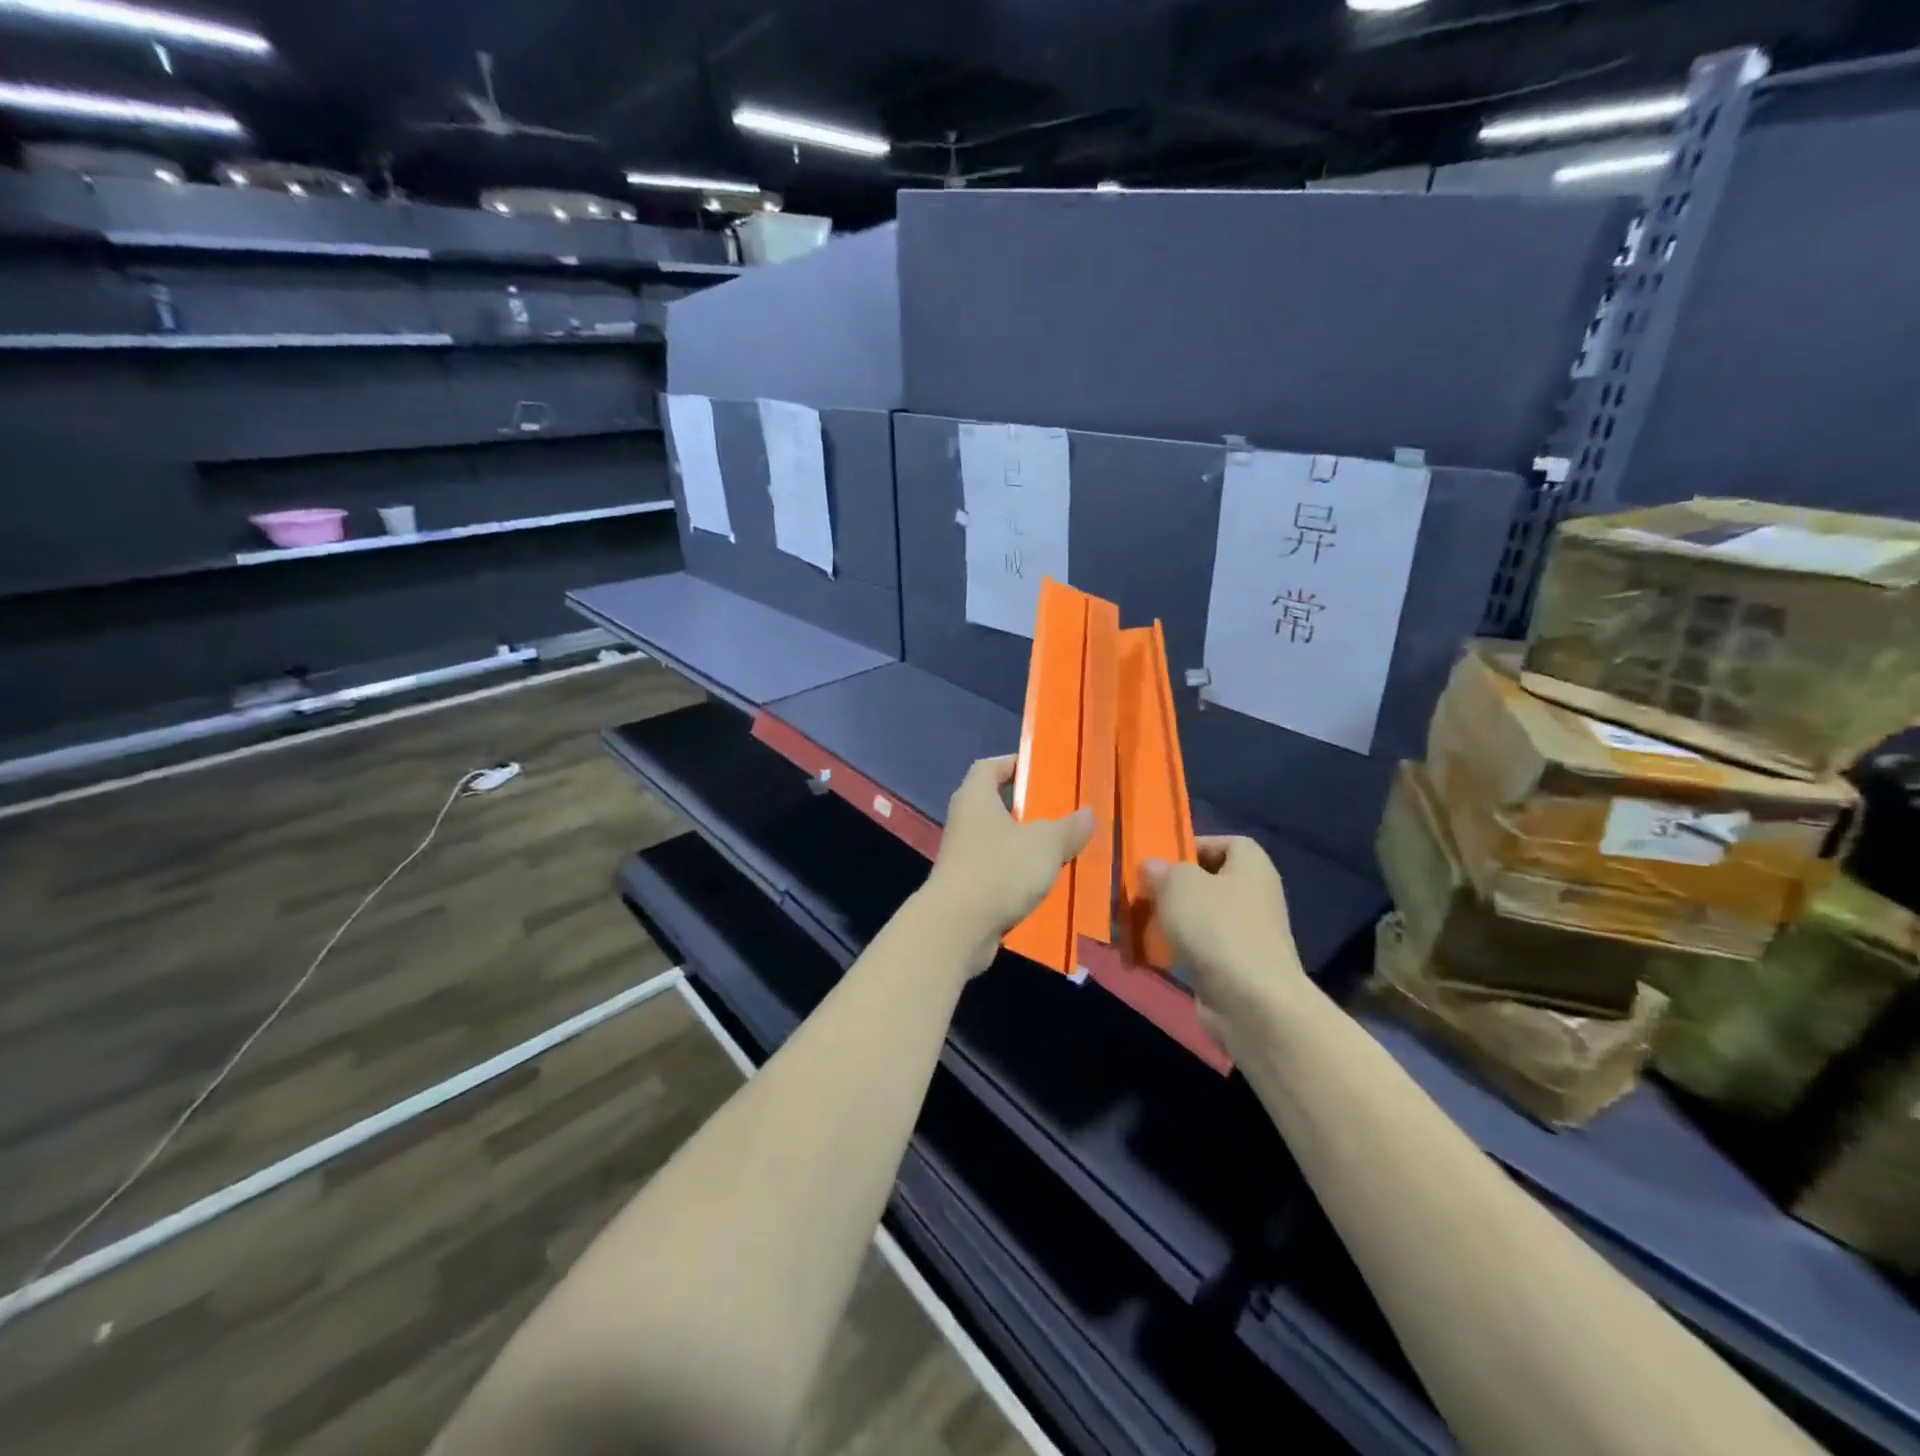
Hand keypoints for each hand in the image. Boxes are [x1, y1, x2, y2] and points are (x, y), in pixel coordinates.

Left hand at [925, 755, 1094, 972]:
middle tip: (1061, 811)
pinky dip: (1017, 874)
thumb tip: (1088, 814)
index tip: (1040, 769)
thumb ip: (1069, 827)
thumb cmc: (1000, 870)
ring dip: (1025, 845)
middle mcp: (964, 821)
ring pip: (999, 841)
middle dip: (1027, 808)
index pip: (989, 767)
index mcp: (975, 797)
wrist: (957, 927)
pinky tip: (1044, 883)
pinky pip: (997, 871)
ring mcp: (962, 856)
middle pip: (996, 804)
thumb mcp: (1045, 844)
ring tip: (1061, 849)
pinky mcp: (965, 887)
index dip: (1013, 763)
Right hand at [1142, 837, 1306, 1042]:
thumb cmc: (1217, 927)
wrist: (1252, 1001)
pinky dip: (1178, 950)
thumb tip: (1152, 867)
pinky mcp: (1236, 967)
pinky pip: (1201, 948)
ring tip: (1139, 923)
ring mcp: (1248, 934)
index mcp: (1251, 866)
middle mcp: (1255, 896)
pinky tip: (1152, 954)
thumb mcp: (1179, 884)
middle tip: (1143, 892)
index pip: (1228, 843)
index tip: (1163, 860)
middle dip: (1174, 887)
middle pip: (1209, 881)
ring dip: (1172, 920)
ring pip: (1202, 917)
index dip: (1195, 846)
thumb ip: (1161, 870)